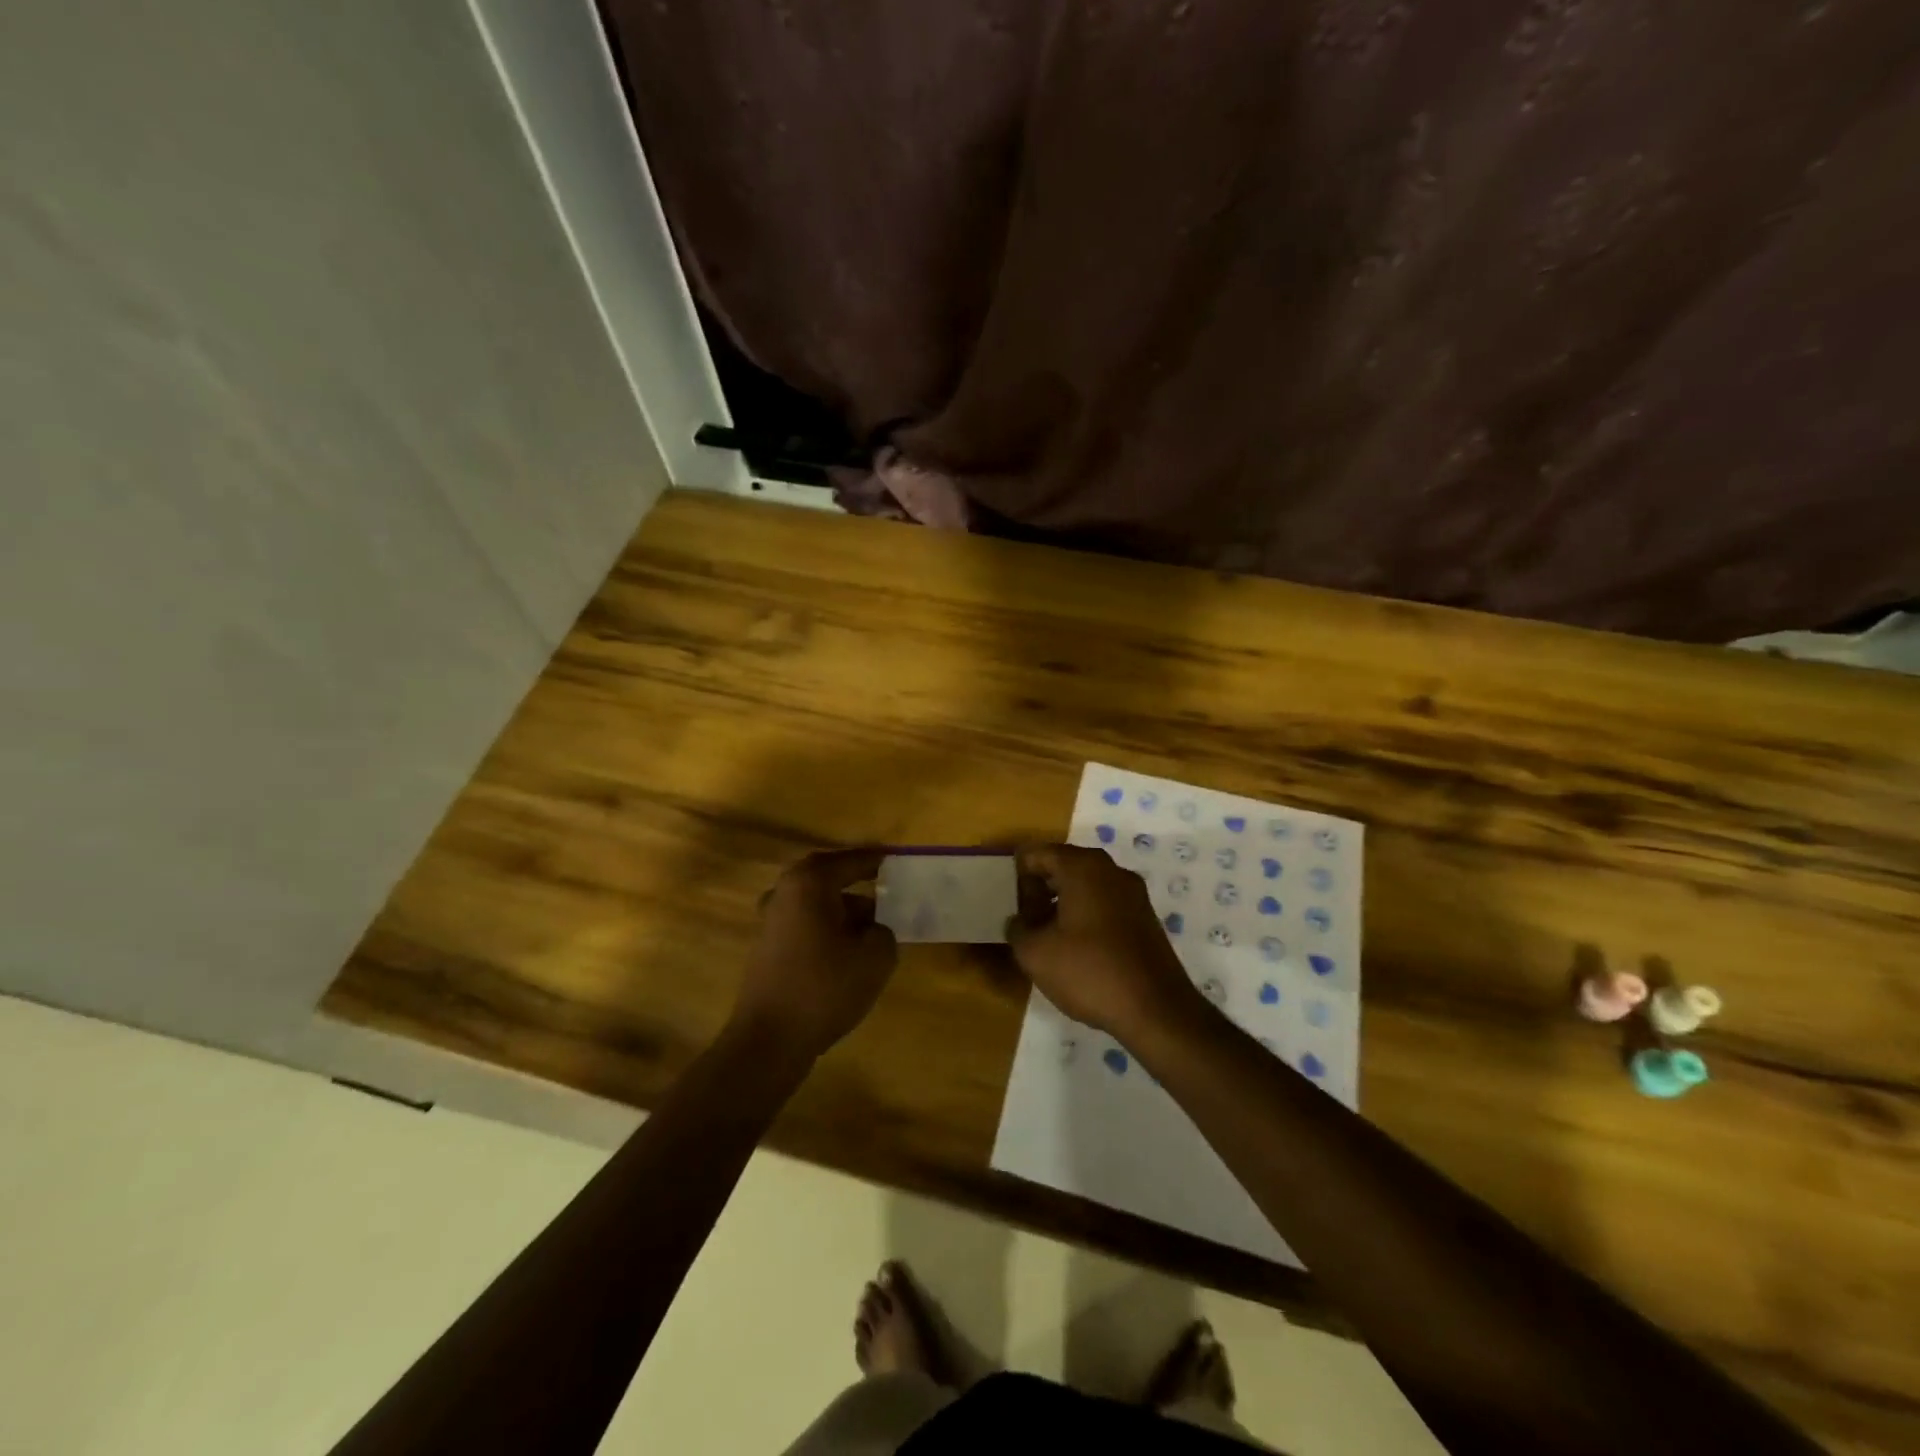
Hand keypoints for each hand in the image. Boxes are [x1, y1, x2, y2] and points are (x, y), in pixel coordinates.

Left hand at [730, 848, 897, 1060]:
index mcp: (810, 882)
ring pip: (817, 902)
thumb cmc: (825, 987)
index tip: (900, 861)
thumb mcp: (875, 956)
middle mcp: (785, 891)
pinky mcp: (768, 946)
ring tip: (876, 928)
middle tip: (889, 889)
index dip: (879, 860)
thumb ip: (884, 930)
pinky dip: (828, 928)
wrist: (769, 1040)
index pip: (852, 860)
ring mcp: (771, 919)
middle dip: (859, 882)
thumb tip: (874, 927)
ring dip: (845, 909)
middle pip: (829, 877)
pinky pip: (806, 923)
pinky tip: (848, 952)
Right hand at [1007, 844, 1202, 1042]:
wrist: (1156, 1010)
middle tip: (1024, 920)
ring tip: (1047, 937)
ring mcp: (1133, 893)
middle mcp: (1111, 870)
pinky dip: (1086, 915)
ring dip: (1062, 904)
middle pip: (1064, 865)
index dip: (1018, 876)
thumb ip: (1017, 927)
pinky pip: (1105, 903)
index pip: (1038, 854)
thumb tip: (1020, 919)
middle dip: (1040, 889)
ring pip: (1086, 885)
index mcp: (1083, 867)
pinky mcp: (1145, 917)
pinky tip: (1077, 949)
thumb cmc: (1089, 972)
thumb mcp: (1034, 953)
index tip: (1010, 905)